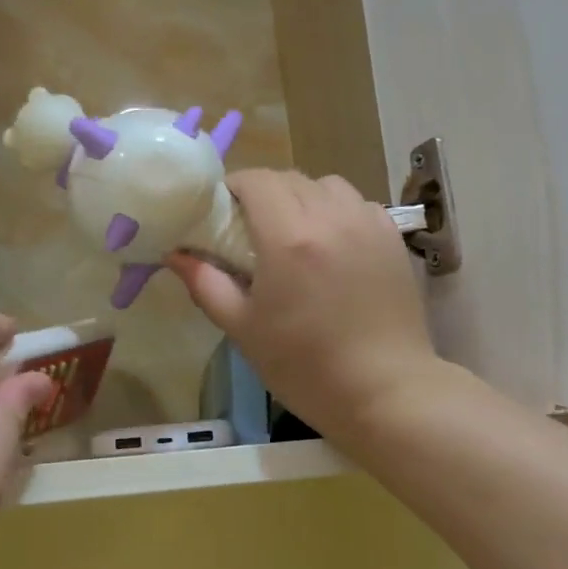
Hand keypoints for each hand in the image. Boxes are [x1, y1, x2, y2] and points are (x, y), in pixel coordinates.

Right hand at [168, 170, 439, 436]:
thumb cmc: (304, 366)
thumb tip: (175, 255)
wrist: (383, 391)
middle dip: (264, 192)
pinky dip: (338, 211)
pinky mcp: (392, 238)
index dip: (233, 187)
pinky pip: (359, 204)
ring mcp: (367, 224)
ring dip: (303, 197)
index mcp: (288, 237)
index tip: (222, 212)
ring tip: (296, 233)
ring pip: (328, 185)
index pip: (256, 180)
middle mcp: (330, 217)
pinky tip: (334, 244)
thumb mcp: (243, 329)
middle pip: (290, 178)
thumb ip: (206, 284)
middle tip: (251, 227)